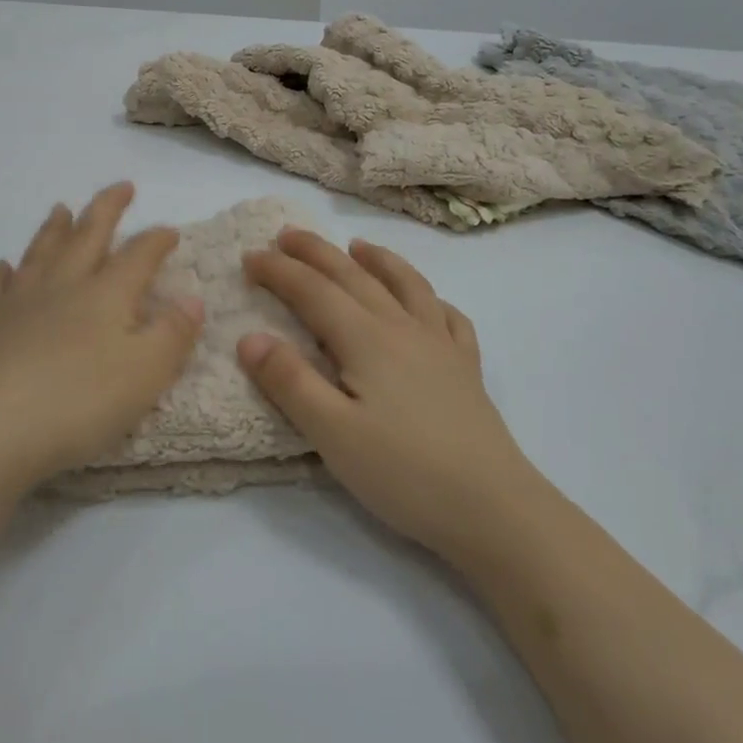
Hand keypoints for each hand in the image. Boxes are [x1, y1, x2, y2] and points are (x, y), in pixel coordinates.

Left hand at [0, 183, 205, 500]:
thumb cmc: (76, 404)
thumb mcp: (145, 374)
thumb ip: (173, 334)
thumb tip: (192, 298)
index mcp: (106, 295)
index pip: (138, 255)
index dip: (157, 240)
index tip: (170, 231)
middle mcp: (61, 287)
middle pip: (87, 236)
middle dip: (107, 209)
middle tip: (121, 186)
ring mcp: (16, 304)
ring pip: (40, 254)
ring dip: (54, 229)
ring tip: (61, 208)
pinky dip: (2, 274)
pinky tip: (3, 267)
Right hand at [239, 230, 532, 561]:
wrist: (493, 507)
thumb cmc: (404, 473)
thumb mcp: (332, 434)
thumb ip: (290, 381)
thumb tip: (250, 336)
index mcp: (366, 339)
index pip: (313, 291)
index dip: (279, 271)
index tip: (249, 256)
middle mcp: (403, 328)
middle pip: (354, 276)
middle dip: (316, 252)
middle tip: (286, 234)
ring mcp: (441, 345)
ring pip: (406, 284)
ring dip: (377, 259)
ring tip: (358, 245)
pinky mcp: (466, 368)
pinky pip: (449, 316)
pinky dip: (430, 297)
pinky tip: (426, 302)